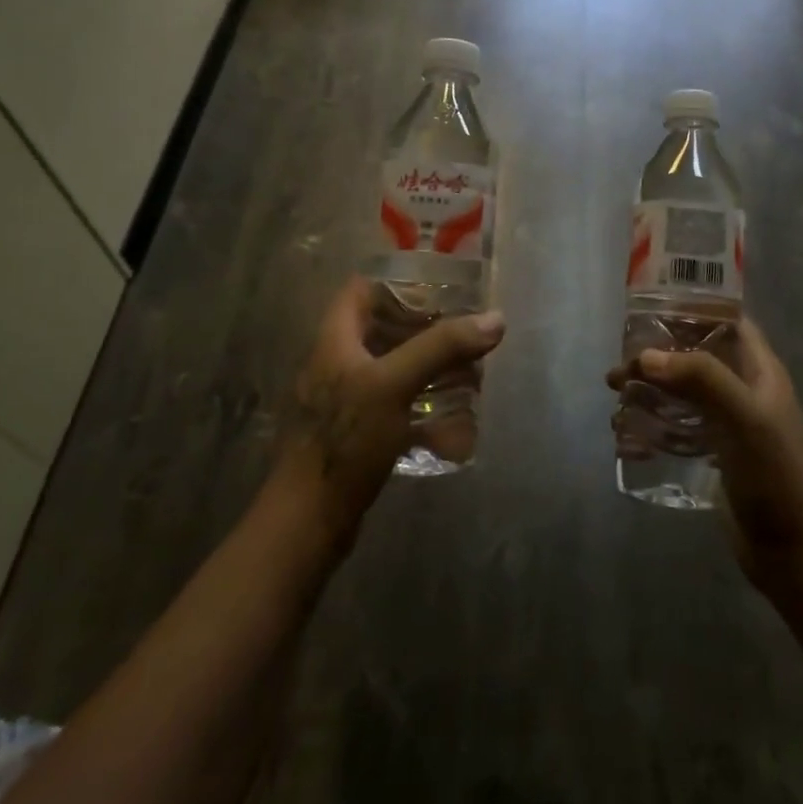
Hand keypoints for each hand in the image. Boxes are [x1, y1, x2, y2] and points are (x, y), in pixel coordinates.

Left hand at [276, 277, 505, 543]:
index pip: (361, 290)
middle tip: (465, 334)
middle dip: (426, 331)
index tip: (441, 288)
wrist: (308, 521)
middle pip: (383, 330)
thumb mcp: (394, 385)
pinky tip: (452, 428)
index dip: (398, 282)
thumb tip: (494, 318)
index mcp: (335, 340)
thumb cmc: (345, 440)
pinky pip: (395, 409)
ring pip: (393, 371)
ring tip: (469, 377)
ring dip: (430, 372)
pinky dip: (423, 412)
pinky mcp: (356, 435)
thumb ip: (441, 347)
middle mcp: (338, 364)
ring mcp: (346, 402)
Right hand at [608, 320, 802, 591]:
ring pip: (681, 391)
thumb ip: (701, 378)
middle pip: (696, 356)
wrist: (790, 552)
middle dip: (658, 355)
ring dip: (649, 389)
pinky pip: (676, 426)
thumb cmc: (774, 476)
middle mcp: (744, 389)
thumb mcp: (744, 418)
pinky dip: (651, 424)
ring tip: (615, 396)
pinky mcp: (714, 453)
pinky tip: (625, 435)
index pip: (728, 321)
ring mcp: (728, 423)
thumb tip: (646, 357)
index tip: (651, 308)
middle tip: (621, 365)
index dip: (694, 309)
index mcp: (760, 371)